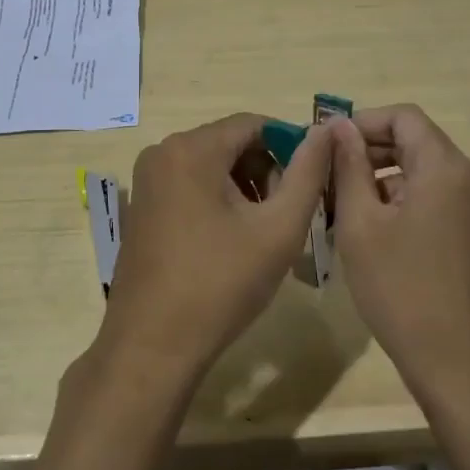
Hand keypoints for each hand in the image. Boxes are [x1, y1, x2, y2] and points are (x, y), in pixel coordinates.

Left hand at [95, 113, 334, 388]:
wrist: (153, 345)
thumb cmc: (221, 284)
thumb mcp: (278, 228)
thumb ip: (308, 172)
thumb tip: (327, 130)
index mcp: (191, 148)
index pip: (255, 124)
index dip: (291, 146)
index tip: (312, 183)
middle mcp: (162, 152)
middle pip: (231, 143)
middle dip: (267, 171)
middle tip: (289, 215)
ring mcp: (147, 180)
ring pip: (211, 165)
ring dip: (245, 187)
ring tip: (264, 232)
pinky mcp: (142, 206)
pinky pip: (190, 185)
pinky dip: (218, 200)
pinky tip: (232, 241)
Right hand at [331, 105, 469, 400]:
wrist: (466, 369)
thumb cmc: (403, 291)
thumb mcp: (361, 226)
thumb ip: (349, 167)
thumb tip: (340, 127)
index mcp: (447, 169)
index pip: (405, 117)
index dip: (364, 123)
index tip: (332, 148)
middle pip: (421, 146)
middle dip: (375, 155)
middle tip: (336, 183)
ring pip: (435, 180)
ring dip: (394, 185)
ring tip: (357, 219)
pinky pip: (452, 208)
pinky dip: (418, 209)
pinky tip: (394, 246)